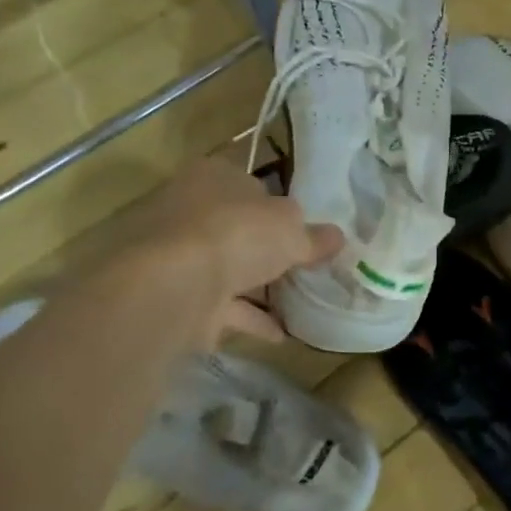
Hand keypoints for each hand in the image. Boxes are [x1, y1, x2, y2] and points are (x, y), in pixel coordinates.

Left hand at [121, 157, 342, 343]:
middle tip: (302, 266)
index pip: (250, 184)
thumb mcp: (291, 230)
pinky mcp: (174, 294)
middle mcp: (189, 208)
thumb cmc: (236, 234)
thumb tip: (337, 237)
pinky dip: (248, 318)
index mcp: (214, 176)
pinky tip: (279, 334)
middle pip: (237, 227)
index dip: (278, 205)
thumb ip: (314, 235)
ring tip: (297, 303)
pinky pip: (220, 305)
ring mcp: (177, 254)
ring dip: (257, 287)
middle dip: (266, 248)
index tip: (303, 228)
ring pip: (226, 267)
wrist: (173, 285)